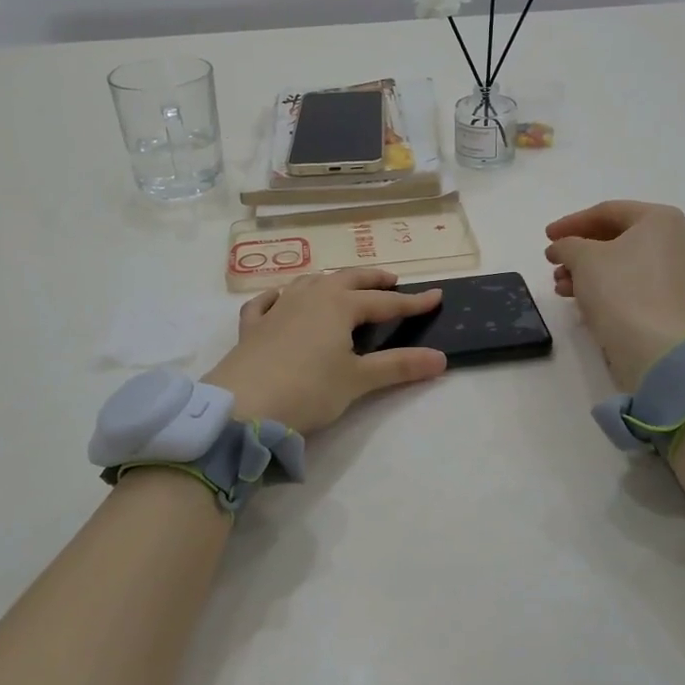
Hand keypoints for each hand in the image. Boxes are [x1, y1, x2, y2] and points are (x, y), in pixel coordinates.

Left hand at [204, 269, 447, 434]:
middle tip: (391, 281)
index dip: (412, 302)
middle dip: (372, 279)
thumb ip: (399, 366)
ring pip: (308, 283)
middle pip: (347, 279)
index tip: (436, 296)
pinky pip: (267, 301)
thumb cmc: (308, 390)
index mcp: (339, 305)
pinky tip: (280, 299)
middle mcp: (309, 297)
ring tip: (343, 287)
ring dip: (331, 282)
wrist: (243, 405)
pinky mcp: (252, 327)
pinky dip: (280, 296)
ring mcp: (277, 308)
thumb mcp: (357, 380)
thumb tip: (441, 358)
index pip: (384, 302)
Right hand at [545, 201, 684, 389]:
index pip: (608, 212)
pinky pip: (633, 282)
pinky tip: (578, 298)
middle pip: (617, 237)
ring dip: (587, 270)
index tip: (547, 236)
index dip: (572, 222)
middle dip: (579, 250)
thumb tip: (560, 248)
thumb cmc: (618, 289)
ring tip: (560, 284)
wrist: (651, 347)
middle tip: (554, 260)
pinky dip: (606, 285)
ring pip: (623, 262)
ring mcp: (679, 272)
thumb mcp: (582, 257)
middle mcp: (677, 240)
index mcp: (662, 219)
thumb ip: (566, 244)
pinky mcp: (672, 300)